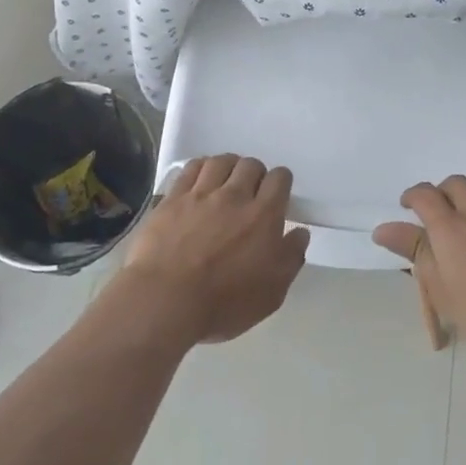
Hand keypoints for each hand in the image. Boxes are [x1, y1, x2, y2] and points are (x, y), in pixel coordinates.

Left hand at [118, 155, 308, 343]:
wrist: (165, 300)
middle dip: (255, 174)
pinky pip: (191, 168)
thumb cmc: (223, 303)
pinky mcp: (173, 198)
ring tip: (226, 181)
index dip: (280, 183)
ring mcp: (201, 194)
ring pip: (221, 161)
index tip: (276, 197)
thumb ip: (290, 258)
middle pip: (250, 165)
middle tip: (250, 193)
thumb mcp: (271, 293)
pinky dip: (201, 167)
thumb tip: (300, 233)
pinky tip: (200, 178)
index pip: (279, 179)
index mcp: (263, 216)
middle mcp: (235, 196)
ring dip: (229, 167)